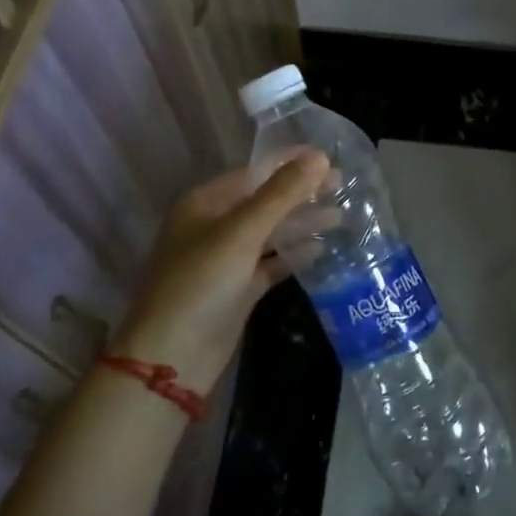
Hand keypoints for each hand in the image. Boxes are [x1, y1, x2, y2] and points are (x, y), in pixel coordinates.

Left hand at [112, 150, 329, 390]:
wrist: (172, 358)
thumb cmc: (201, 283)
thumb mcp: (242, 232)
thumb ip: (282, 193)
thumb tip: (319, 156)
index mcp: (206, 203)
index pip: (255, 171)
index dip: (291, 162)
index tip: (330, 156)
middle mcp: (215, 226)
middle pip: (266, 200)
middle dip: (302, 193)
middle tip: (344, 186)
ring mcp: (226, 259)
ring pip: (271, 232)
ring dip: (303, 223)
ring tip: (342, 216)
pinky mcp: (238, 288)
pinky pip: (271, 263)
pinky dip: (294, 255)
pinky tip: (322, 250)